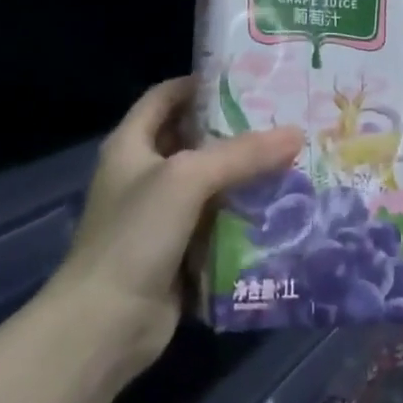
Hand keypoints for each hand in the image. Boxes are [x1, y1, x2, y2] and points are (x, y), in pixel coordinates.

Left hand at [46, 77, 304, 378]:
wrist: (106, 323)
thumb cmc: (136, 234)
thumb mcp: (187, 180)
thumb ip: (241, 154)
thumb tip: (295, 133)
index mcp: (131, 145)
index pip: (165, 97)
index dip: (200, 83)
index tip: (247, 79)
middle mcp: (143, 174)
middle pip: (193, 139)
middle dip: (234, 131)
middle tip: (283, 119)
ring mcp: (160, 215)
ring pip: (209, 183)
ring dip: (244, 175)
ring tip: (292, 158)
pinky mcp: (178, 251)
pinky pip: (216, 222)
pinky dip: (243, 214)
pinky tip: (280, 207)